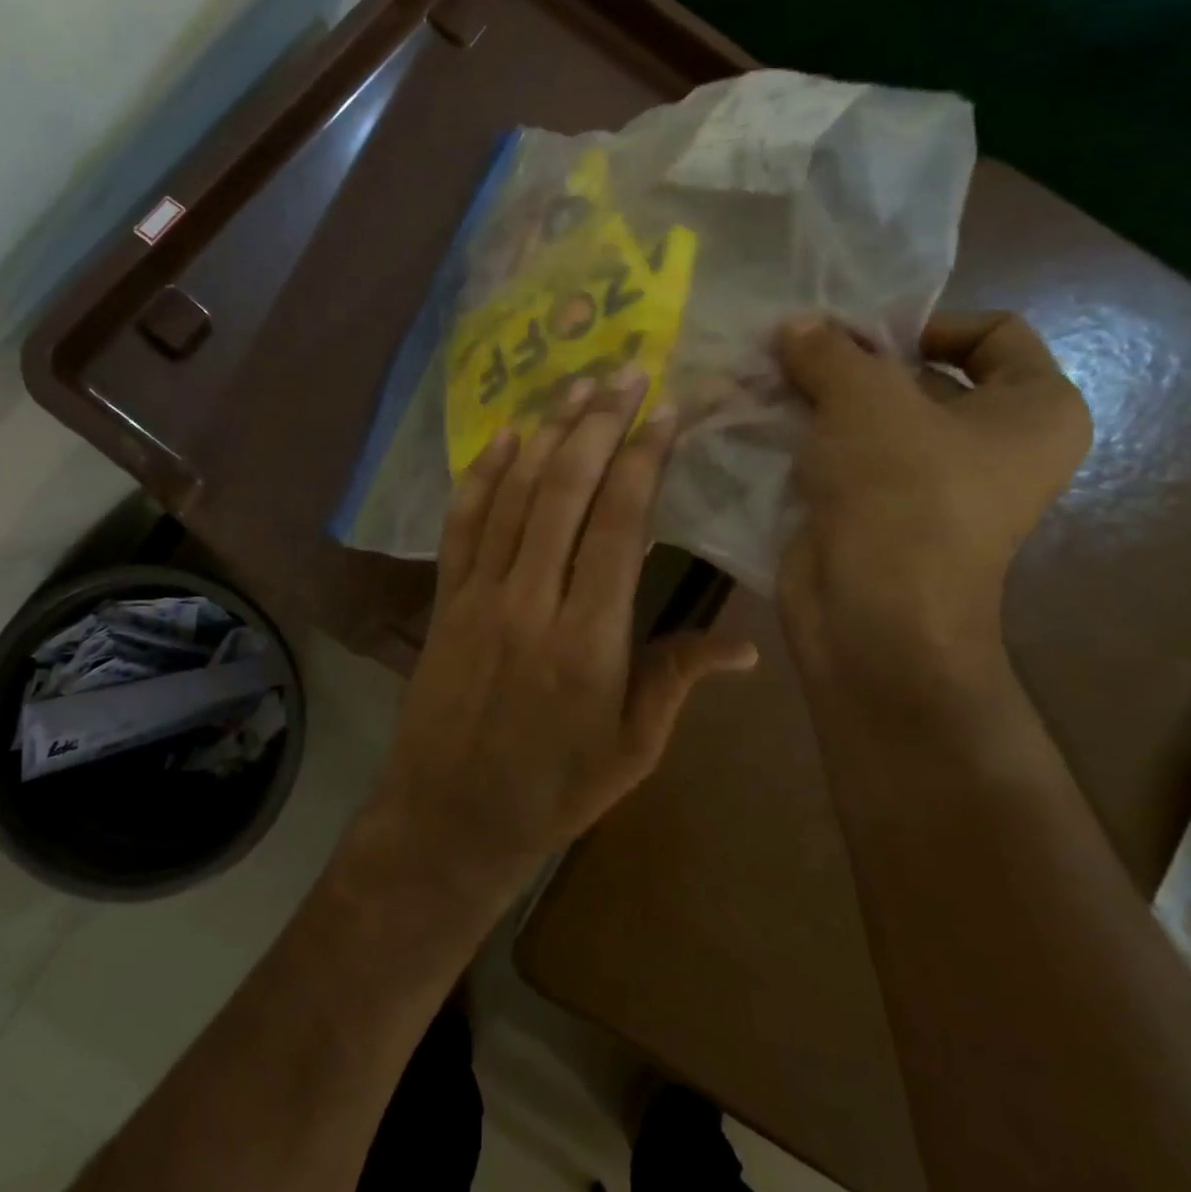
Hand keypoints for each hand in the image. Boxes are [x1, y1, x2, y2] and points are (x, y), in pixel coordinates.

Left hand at [356, 370, 757, 906]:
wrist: (449, 818)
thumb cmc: (553, 791)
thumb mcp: (632, 749)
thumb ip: (677, 680)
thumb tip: (743, 643)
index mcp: (589, 639)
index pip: (619, 525)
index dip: (642, 460)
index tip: (664, 412)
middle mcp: (531, 601)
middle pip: (564, 492)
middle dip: (598, 426)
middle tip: (625, 373)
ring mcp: (480, 595)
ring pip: (514, 496)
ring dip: (548, 435)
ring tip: (576, 387)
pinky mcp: (446, 600)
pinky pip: (463, 525)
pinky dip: (484, 476)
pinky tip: (505, 438)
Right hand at [774, 312, 1091, 676]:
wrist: (873, 617)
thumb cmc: (900, 494)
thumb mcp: (865, 400)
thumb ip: (830, 353)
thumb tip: (795, 326)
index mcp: (1033, 411)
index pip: (992, 333)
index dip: (924, 322)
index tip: (858, 335)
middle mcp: (990, 448)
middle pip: (920, 379)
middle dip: (853, 364)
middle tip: (793, 352)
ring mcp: (931, 487)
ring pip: (872, 423)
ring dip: (820, 402)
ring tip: (766, 383)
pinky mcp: (877, 515)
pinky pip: (844, 462)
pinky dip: (808, 443)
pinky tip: (761, 425)